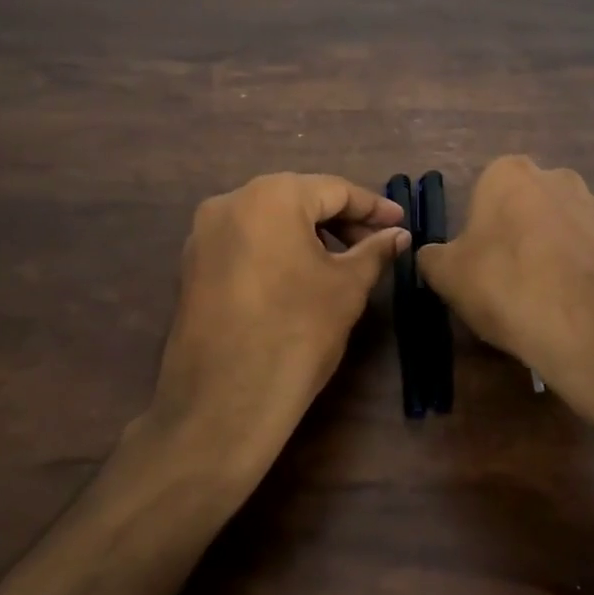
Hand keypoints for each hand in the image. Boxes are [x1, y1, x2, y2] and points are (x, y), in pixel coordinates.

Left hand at [145, 173, 408, 489]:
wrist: (223, 404)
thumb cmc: (296, 333)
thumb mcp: (347, 288)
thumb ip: (375, 251)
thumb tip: (398, 235)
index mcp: (270, 195)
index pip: (334, 190)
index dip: (373, 207)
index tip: (401, 223)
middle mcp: (229, 201)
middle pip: (298, 200)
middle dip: (341, 220)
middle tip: (376, 244)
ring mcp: (203, 234)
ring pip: (269, 221)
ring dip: (308, 235)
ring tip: (342, 262)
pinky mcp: (191, 265)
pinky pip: (245, 243)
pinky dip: (277, 251)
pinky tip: (300, 277)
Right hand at [417, 156, 593, 436]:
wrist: (593, 330)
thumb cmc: (507, 288)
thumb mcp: (447, 276)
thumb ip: (433, 257)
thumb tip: (432, 255)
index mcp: (510, 175)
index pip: (485, 191)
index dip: (480, 229)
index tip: (479, 263)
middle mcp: (560, 179)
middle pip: (529, 206)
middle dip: (520, 234)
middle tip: (510, 281)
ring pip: (567, 228)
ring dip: (556, 253)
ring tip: (547, 301)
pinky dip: (587, 275)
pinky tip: (579, 309)